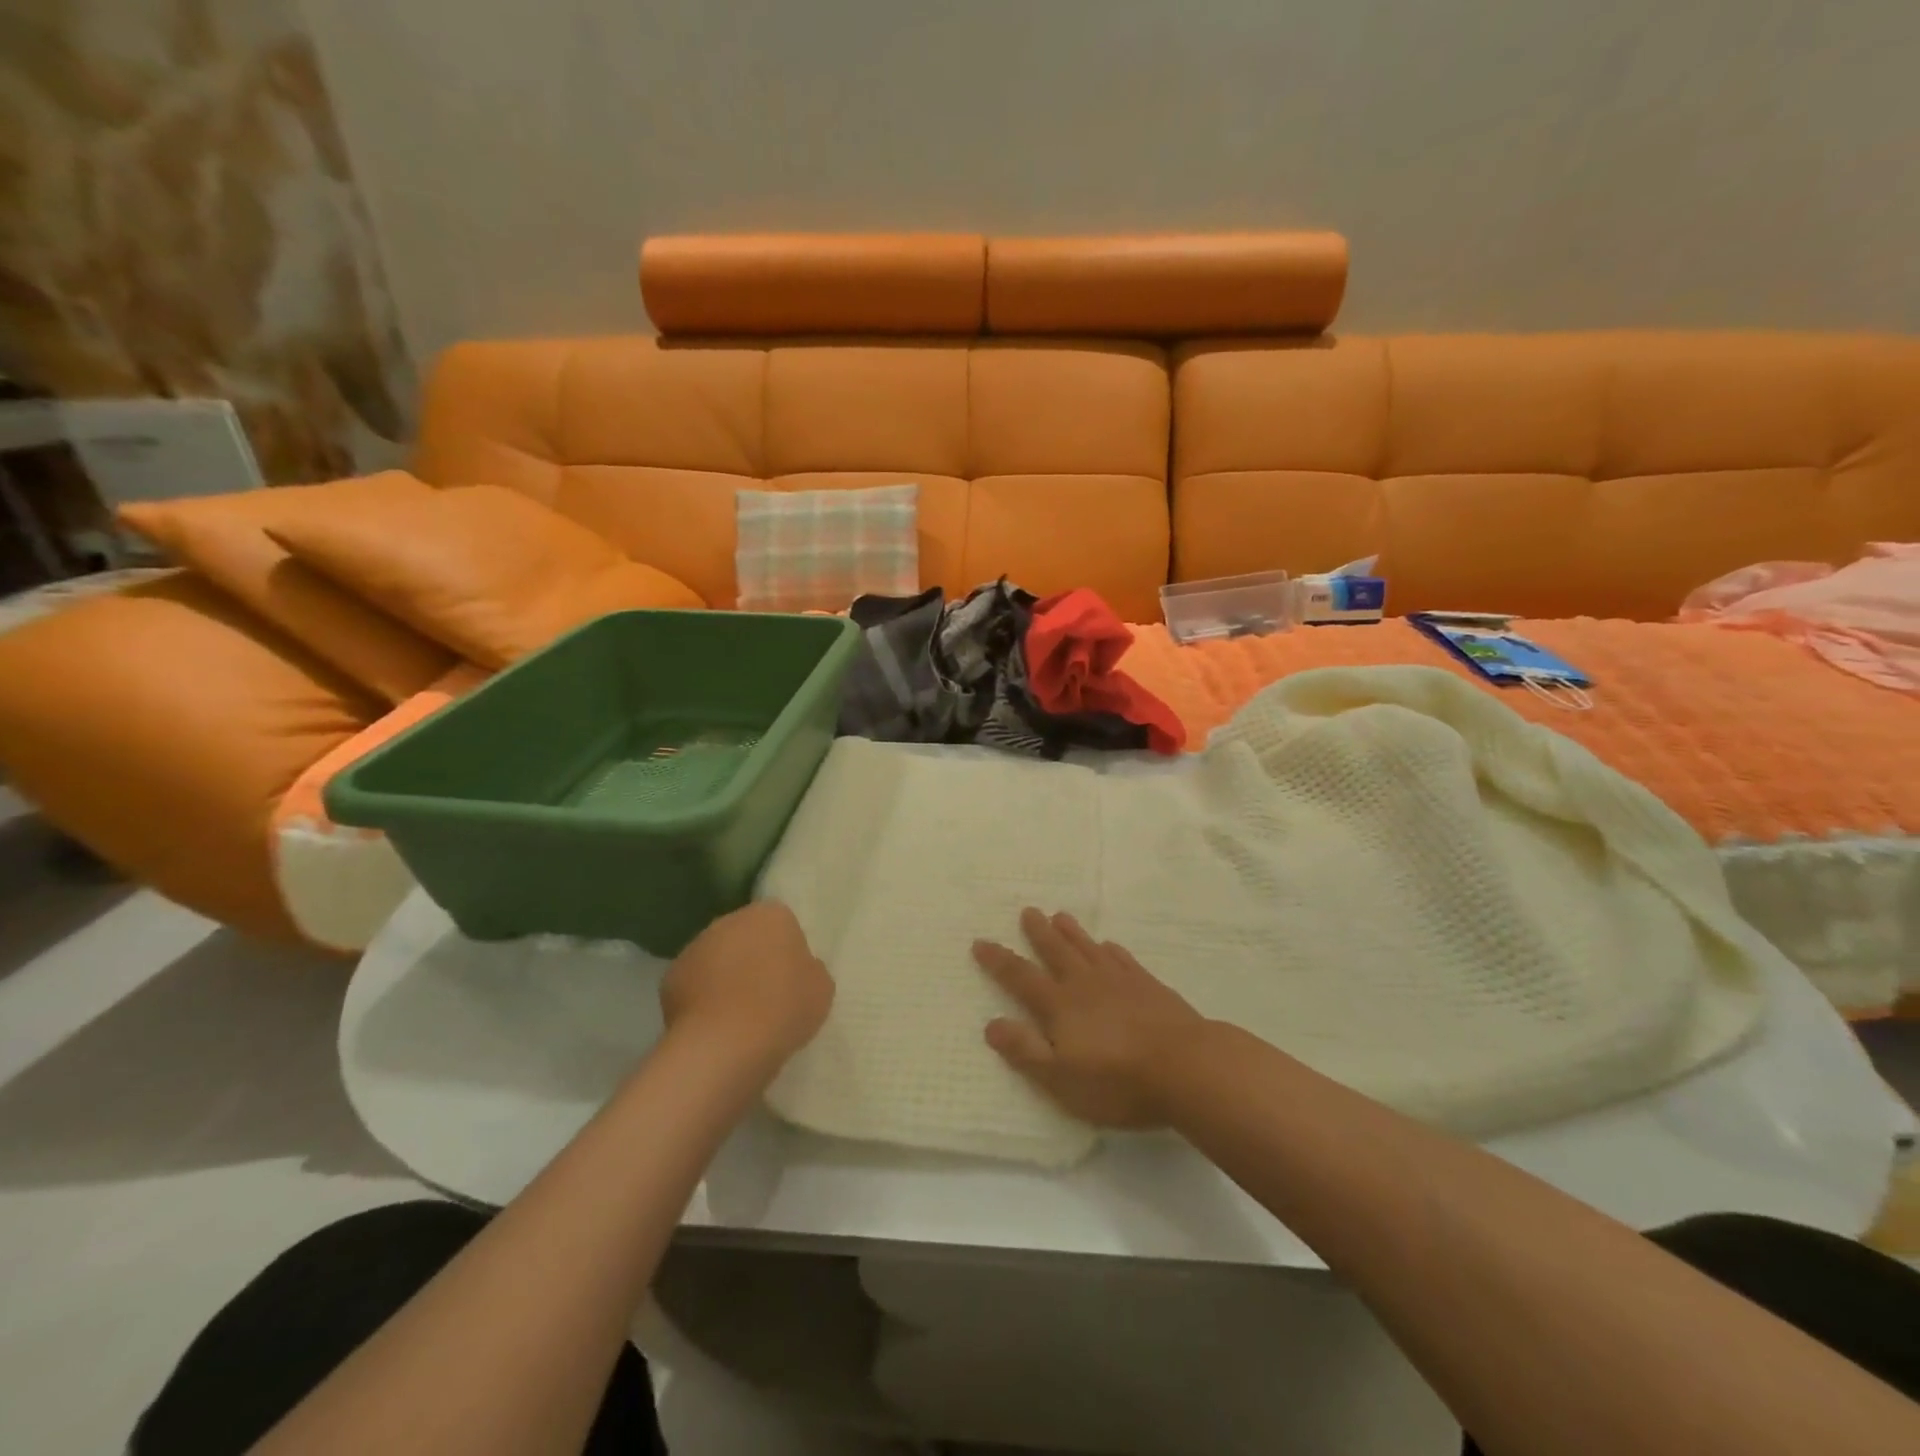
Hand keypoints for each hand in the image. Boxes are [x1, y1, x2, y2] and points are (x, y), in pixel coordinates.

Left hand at [661, 901, 833, 1067]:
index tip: (791, 978)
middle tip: (766, 996)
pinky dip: (702, 999)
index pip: (782, 923)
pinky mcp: (670, 976)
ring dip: (725, 976)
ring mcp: (696, 946)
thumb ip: (809, 969)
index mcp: (771, 915)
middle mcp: (730, 920)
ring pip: (717, 957)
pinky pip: (694, 983)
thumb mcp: (821, 988)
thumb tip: (796, 969)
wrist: (724, 1045)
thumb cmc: (783, 1008)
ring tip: (737, 1016)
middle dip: (753, 958)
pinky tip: (713, 1026)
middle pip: (746, 935)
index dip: (786, 950)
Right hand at [972, 908, 1203, 1128]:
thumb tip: (991, 1024)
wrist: (1186, 1066)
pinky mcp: (1149, 986)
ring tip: (1060, 915)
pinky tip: (1109, 946)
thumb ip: (1025, 1051)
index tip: (980, 942)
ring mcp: (1119, 981)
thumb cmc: (1118, 1081)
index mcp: (1060, 1006)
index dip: (999, 961)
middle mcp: (1085, 984)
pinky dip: (1111, 950)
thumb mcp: (1061, 1079)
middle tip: (1028, 911)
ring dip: (1072, 932)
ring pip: (1088, 948)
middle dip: (1038, 933)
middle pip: (1056, 952)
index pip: (1021, 977)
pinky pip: (1123, 959)